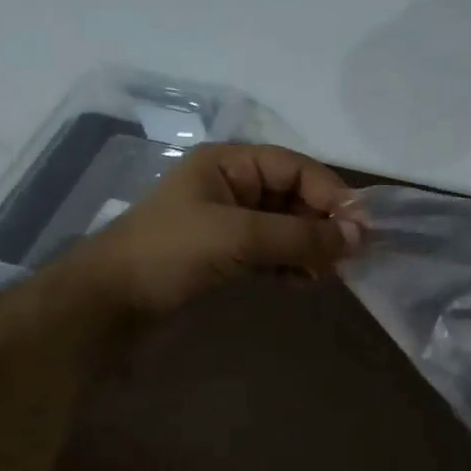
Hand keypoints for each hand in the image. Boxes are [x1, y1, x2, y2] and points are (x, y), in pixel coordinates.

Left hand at [63, 143, 360, 319]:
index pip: (295, 167)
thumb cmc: (170, 254)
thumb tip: (359, 237)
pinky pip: (272, 254)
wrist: (108, 306)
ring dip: (310, 248)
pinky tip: (305, 283)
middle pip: (294, 197)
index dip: (331, 194)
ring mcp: (228, 225)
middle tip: (349, 257)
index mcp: (229, 164)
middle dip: (322, 224)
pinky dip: (292, 266)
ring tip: (327, 274)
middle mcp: (231, 188)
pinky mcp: (226, 258)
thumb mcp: (239, 237)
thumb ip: (300, 236)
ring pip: (286, 228)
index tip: (361, 229)